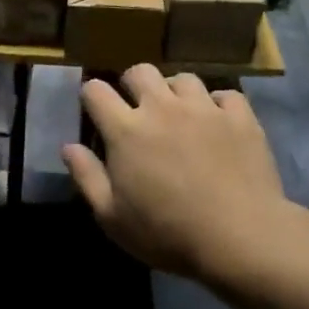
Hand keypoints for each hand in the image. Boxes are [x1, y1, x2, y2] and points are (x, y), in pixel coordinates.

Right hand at [63, 65, 291, 284]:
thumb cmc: (168, 232)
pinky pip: (226, 95)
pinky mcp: (239, 117)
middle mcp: (162, 107)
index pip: (96, 90)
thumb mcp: (112, 217)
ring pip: (183, 78)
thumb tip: (68, 146)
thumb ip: (87, 177)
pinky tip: (219, 123)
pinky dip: (218, 105)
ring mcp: (203, 108)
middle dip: (133, 84)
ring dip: (175, 92)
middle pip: (139, 71)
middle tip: (138, 109)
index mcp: (126, 129)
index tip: (95, 110)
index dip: (91, 95)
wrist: (240, 237)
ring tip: (180, 114)